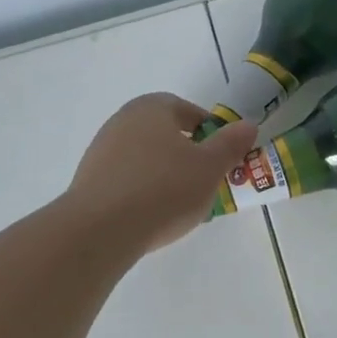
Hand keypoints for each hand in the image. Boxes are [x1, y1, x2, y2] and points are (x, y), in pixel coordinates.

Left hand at [66, 95, 258, 252]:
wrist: (101, 230)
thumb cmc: (164, 190)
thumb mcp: (210, 167)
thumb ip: (231, 144)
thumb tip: (247, 125)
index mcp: (152, 108)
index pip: (188, 111)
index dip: (210, 134)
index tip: (221, 159)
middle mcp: (123, 120)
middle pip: (165, 134)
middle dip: (188, 155)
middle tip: (205, 183)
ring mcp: (101, 149)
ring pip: (146, 157)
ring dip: (165, 174)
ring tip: (180, 204)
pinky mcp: (89, 179)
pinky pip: (127, 179)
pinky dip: (143, 191)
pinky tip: (152, 215)